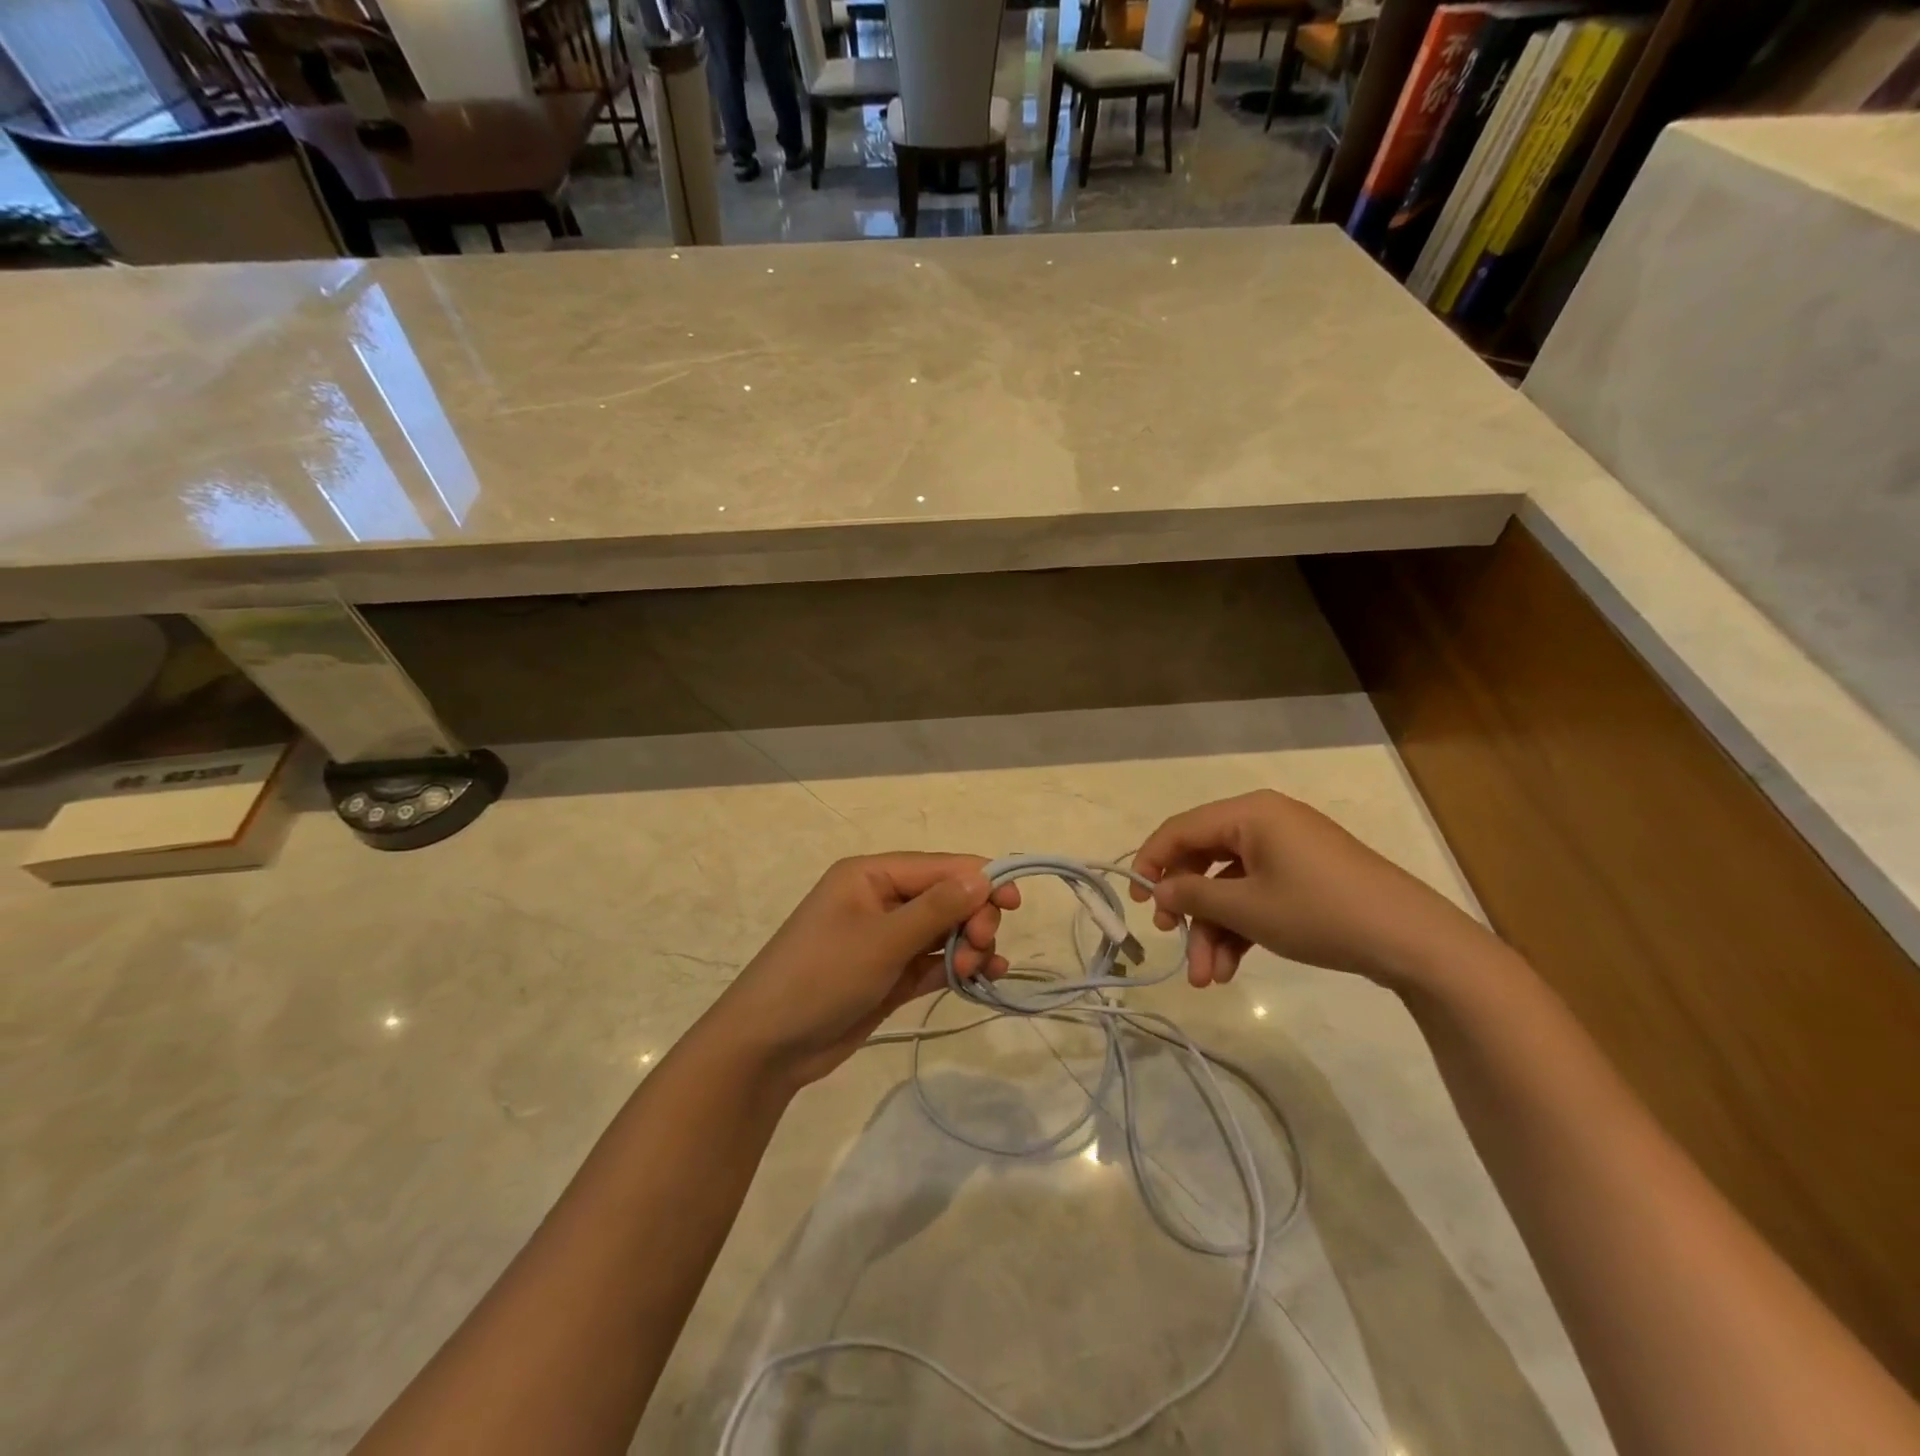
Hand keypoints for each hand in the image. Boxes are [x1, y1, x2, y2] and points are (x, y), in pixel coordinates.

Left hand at [707, 853, 1021, 1087]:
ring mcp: (886, 939)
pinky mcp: (890, 975)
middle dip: (972, 918)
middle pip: (947, 896)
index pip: (939, 866)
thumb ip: (936, 908)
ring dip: (969, 945)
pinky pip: (934, 961)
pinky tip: (984, 978)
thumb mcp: (881, 940)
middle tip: (979, 948)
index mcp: (871, 875)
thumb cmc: (820, 977)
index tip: (1016, 903)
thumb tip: (984, 874)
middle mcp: (881, 900)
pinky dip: (958, 967)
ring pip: (944, 930)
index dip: (981, 879)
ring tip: (976, 970)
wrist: (767, 1047)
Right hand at [1130, 790, 1487, 989]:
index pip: (1181, 829)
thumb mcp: (1247, 908)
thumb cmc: (1320, 912)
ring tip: (1208, 979)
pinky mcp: (1305, 878)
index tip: (1134, 902)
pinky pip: (1257, 895)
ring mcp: (1288, 851)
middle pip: (1204, 861)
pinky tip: (1232, 970)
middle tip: (1170, 941)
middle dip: (1188, 910)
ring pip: (1230, 887)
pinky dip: (1241, 929)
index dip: (1151, 863)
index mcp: (1249, 813)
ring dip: (1214, 931)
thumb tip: (1157, 891)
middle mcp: (1265, 823)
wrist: (1414, 942)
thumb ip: (1192, 897)